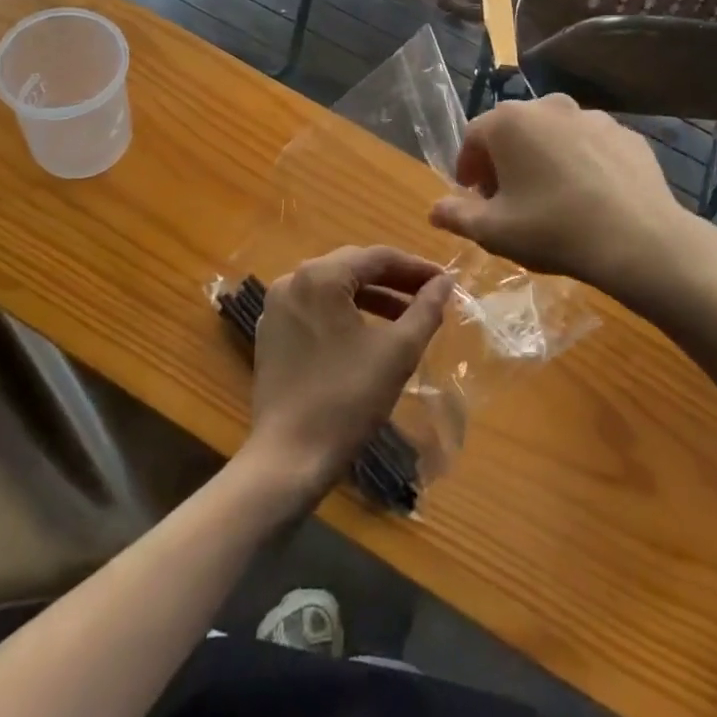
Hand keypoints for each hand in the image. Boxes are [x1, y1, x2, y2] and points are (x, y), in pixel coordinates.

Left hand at [247, 247, 451, 495]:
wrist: (289, 458)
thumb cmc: (348, 399)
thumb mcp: (397, 351)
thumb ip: (425, 309)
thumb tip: (445, 282)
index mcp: (320, 276)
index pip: (377, 257)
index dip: (415, 267)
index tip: (445, 281)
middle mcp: (293, 279)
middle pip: (353, 267)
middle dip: (394, 280)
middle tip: (428, 296)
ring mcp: (277, 307)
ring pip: (333, 288)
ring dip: (371, 298)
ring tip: (405, 318)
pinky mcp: (271, 333)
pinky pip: (315, 308)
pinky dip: (344, 313)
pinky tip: (368, 334)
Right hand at [428, 96, 694, 292]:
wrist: (639, 240)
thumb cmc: (552, 229)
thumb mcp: (494, 231)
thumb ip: (458, 216)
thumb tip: (434, 210)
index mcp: (509, 122)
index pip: (473, 136)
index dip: (468, 166)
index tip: (473, 195)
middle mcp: (548, 106)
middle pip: (514, 129)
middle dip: (504, 160)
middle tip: (507, 197)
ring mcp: (591, 116)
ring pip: (554, 134)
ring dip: (543, 157)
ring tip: (550, 196)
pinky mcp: (625, 133)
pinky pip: (590, 145)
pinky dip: (581, 162)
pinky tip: (588, 196)